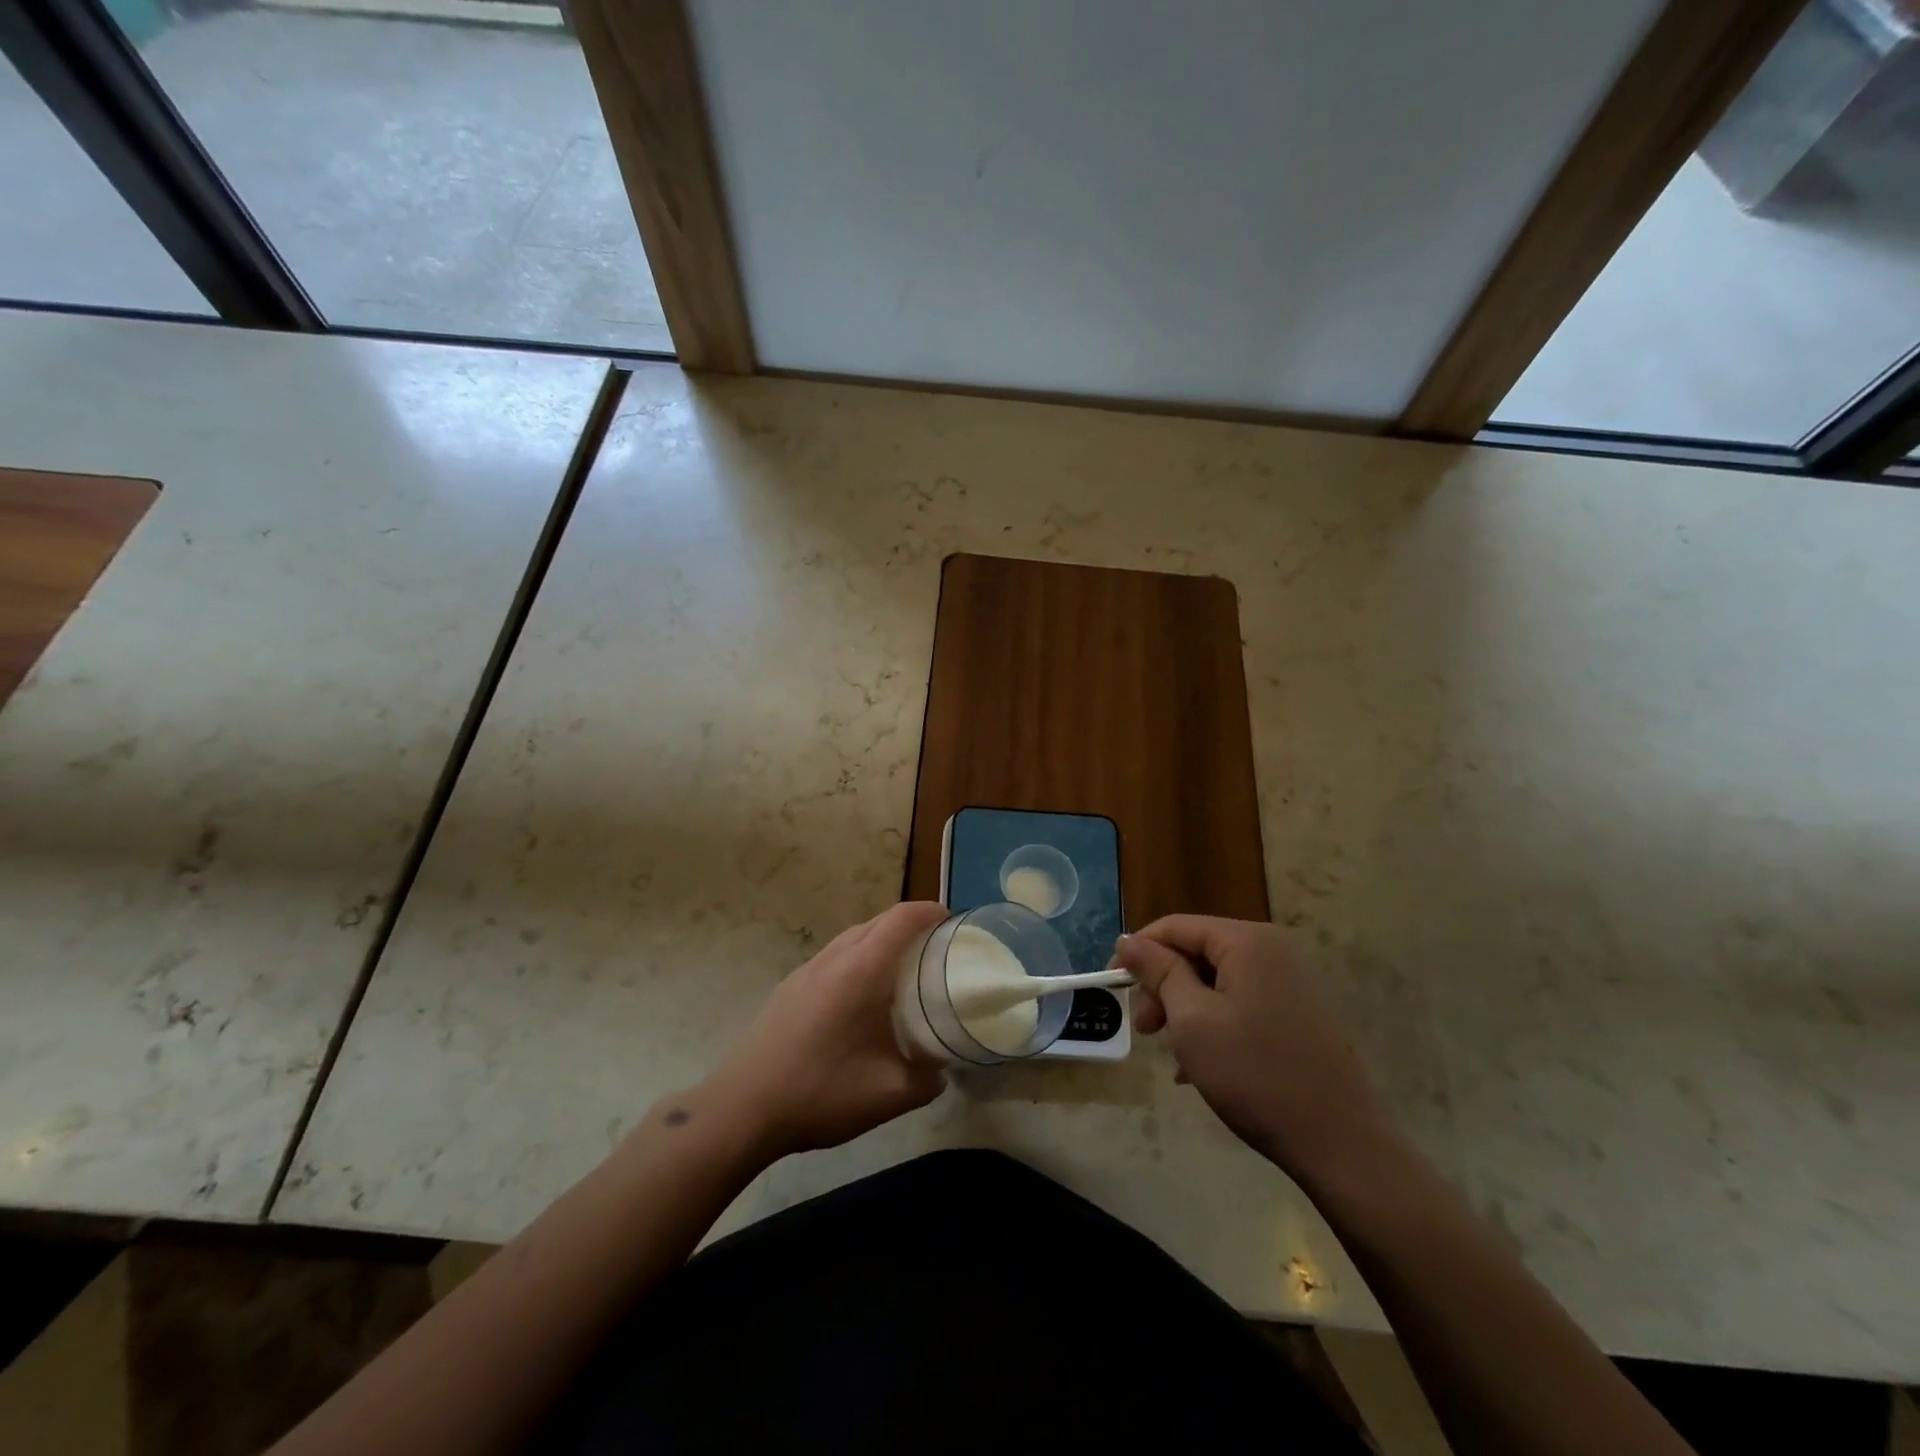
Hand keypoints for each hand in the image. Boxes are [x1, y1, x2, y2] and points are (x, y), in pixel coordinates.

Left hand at [699, 902, 949, 1160]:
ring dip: (879, 941)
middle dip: (908, 924)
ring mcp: (805, 972)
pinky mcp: (788, 989)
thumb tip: (940, 1071)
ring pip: (851, 938)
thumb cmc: (821, 1092)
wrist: (742, 1109)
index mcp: (861, 971)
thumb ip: (926, 1080)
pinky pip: (832, 958)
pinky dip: (856, 959)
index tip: (951, 921)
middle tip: (934, 949)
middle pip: (876, 922)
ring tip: (901, 971)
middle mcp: (833, 959)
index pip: (901, 919)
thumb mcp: (889, 1095)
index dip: (929, 912)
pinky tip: (859, 999)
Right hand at [1112, 915, 1395, 1183]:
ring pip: (1217, 982)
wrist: (1341, 1144)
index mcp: (1247, 941)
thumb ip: (1159, 972)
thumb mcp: (1193, 1020)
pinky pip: (1241, 1004)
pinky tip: (1198, 1068)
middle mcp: (1272, 951)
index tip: (1113, 986)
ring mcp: (1290, 983)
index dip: (1138, 952)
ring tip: (1172, 1055)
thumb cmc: (1255, 1074)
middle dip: (1163, 986)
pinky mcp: (1299, 1014)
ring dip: (1185, 1010)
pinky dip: (1213, 1025)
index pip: (1176, 926)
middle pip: (1197, 952)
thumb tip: (1128, 940)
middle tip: (1146, 1030)